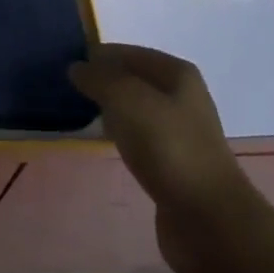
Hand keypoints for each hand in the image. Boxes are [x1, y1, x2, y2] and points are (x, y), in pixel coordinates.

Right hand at [70, 44, 251, 272]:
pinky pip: (137, 137)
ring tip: (77, 110)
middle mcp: (181, 97)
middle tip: (66, 87)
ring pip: (134, 108)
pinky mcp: (172, 163)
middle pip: (133, 79)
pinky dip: (118, 134)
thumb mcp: (128, 100)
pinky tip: (101, 140)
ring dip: (109, 107)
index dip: (99, 55)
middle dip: (102, 80)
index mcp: (177, 74)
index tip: (65, 63)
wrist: (208, 219)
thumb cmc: (169, 148)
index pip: (129, 52)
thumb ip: (100, 78)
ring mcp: (178, 132)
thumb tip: (77, 68)